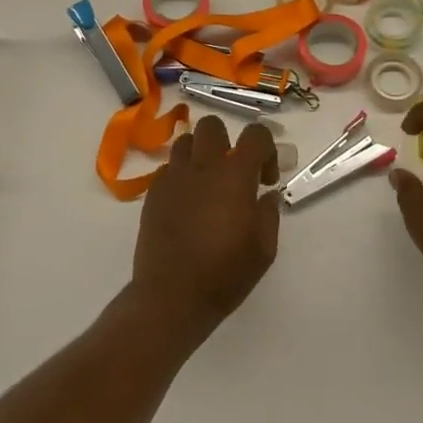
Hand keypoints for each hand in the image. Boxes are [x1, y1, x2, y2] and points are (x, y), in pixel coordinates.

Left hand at [132, 115, 281, 338]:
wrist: (172, 296)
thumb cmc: (225, 274)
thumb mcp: (264, 248)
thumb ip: (269, 213)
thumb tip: (267, 194)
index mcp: (235, 175)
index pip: (256, 134)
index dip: (267, 149)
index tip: (266, 179)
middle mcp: (203, 166)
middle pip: (213, 126)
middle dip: (227, 141)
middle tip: (233, 173)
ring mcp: (173, 178)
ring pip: (185, 142)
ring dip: (200, 154)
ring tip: (207, 183)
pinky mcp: (153, 193)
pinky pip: (168, 169)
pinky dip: (181, 176)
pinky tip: (187, 203)